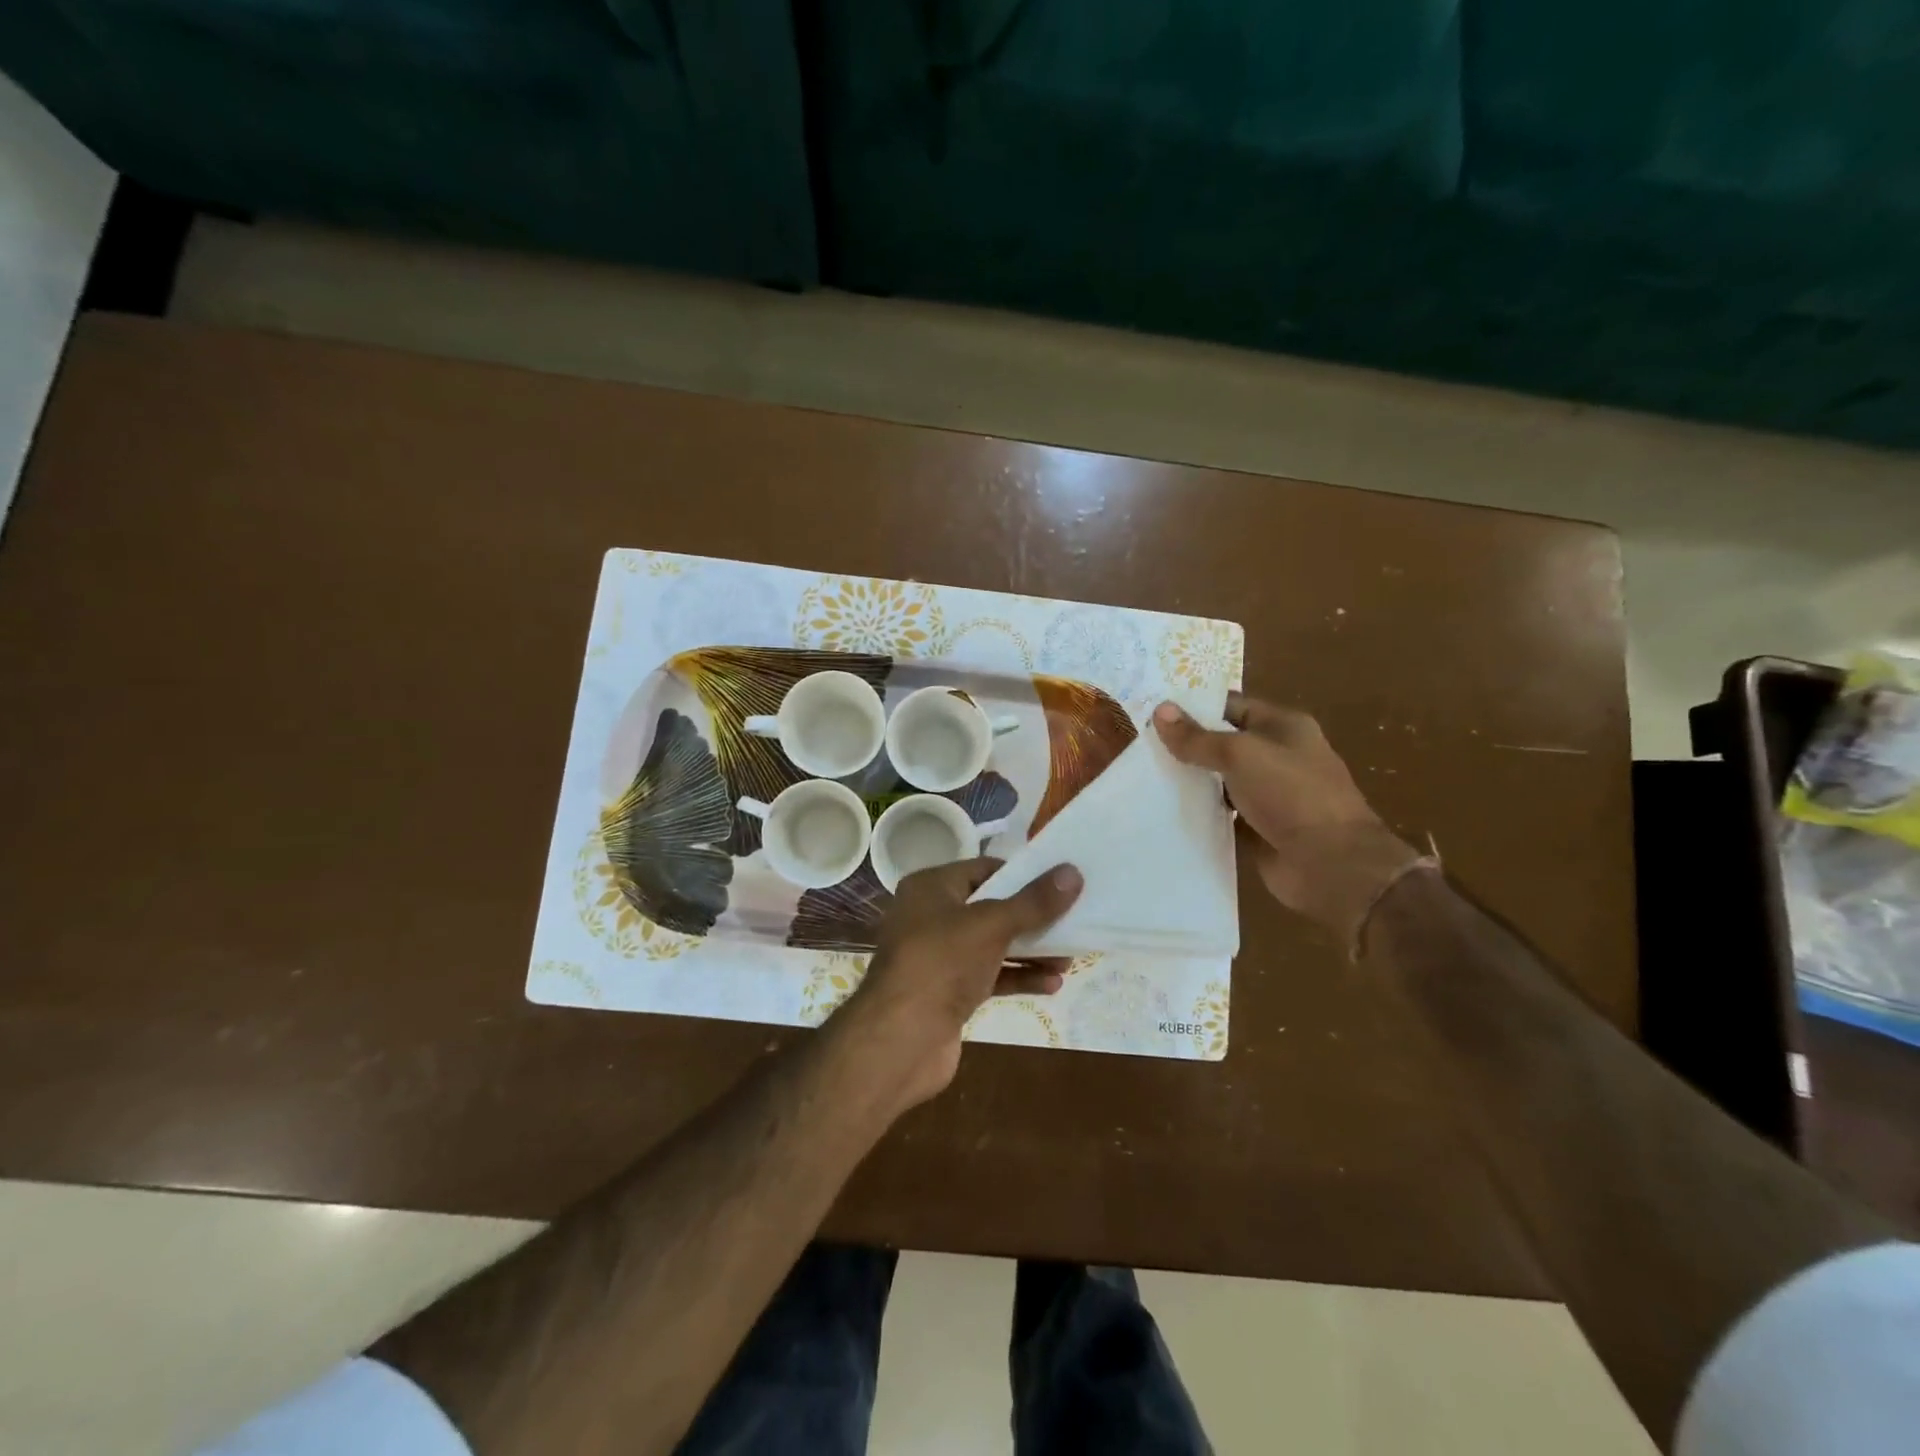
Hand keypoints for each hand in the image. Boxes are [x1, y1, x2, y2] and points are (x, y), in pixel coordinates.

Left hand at [836, 857, 1081, 1109]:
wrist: (901, 1040)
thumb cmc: (942, 963)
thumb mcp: (992, 925)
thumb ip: (1034, 902)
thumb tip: (1073, 872)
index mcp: (931, 887)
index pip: (984, 869)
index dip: (1022, 874)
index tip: (1060, 883)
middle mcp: (931, 917)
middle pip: (992, 908)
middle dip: (1032, 918)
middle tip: (1072, 921)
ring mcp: (939, 957)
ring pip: (993, 944)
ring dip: (1031, 951)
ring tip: (1070, 958)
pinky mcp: (948, 993)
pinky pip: (990, 976)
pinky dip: (1018, 977)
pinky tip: (1052, 984)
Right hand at [1154, 694, 1418, 942]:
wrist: (1332, 865)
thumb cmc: (1291, 795)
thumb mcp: (1240, 755)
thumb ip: (1198, 737)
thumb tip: (1160, 710)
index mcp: (1283, 727)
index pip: (1231, 706)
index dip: (1194, 707)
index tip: (1152, 711)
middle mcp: (1277, 757)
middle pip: (1223, 744)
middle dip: (1186, 745)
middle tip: (1141, 746)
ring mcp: (1268, 795)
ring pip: (1219, 781)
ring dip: (1190, 782)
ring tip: (1144, 778)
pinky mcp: (1258, 829)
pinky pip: (1221, 815)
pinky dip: (1199, 814)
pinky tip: (1164, 812)